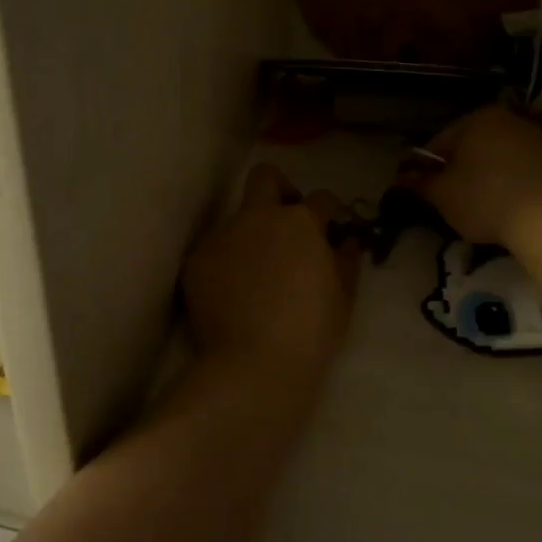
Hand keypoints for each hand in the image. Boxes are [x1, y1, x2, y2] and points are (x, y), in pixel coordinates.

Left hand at [182, 163, 359, 380]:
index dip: (329, 211)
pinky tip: (232, 297)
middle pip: (264, 177)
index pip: (320, 198)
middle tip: (286, 222)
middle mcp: (257, 217)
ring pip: (236, 221)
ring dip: (250, 237)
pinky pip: (215, 253)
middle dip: (278, 188)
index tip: (330, 227)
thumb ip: (346, 259)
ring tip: (256, 278)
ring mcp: (222, 236)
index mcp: (299, 222)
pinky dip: (226, 265)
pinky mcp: (196, 261)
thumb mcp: (343, 297)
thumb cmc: (310, 331)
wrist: (254, 364)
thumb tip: (346, 241)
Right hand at [402, 106, 541, 248]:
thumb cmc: (485, 200)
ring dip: (485, 175)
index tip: (427, 190)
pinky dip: (510, 181)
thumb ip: (420, 182)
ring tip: (481, 205)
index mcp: (477, 118)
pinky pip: (521, 168)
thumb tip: (402, 177)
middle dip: (459, 169)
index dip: (428, 168)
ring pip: (497, 156)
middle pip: (471, 146)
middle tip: (452, 199)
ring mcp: (536, 138)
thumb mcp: (442, 194)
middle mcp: (508, 119)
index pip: (440, 142)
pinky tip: (507, 205)